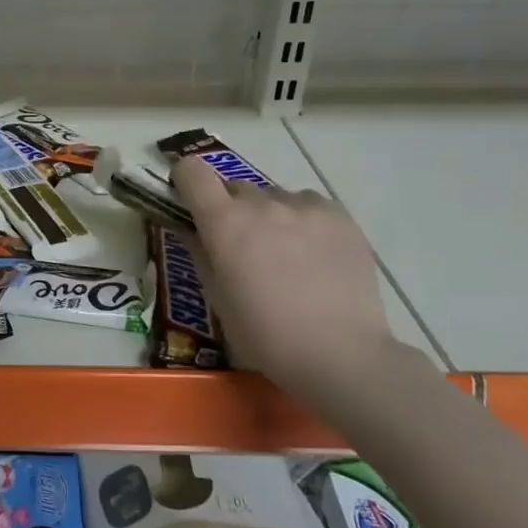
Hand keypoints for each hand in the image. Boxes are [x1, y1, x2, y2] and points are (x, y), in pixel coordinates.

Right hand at [172, 157, 394, 394]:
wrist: (341, 355)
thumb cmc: (265, 334)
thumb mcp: (217, 297)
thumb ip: (199, 252)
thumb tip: (190, 228)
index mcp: (224, 223)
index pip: (192, 172)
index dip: (186, 182)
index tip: (190, 202)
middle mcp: (261, 203)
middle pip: (234, 187)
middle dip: (230, 208)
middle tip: (241, 245)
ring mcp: (304, 207)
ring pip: (273, 196)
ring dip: (268, 214)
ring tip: (285, 252)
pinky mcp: (340, 216)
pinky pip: (308, 204)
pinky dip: (302, 219)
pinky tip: (313, 253)